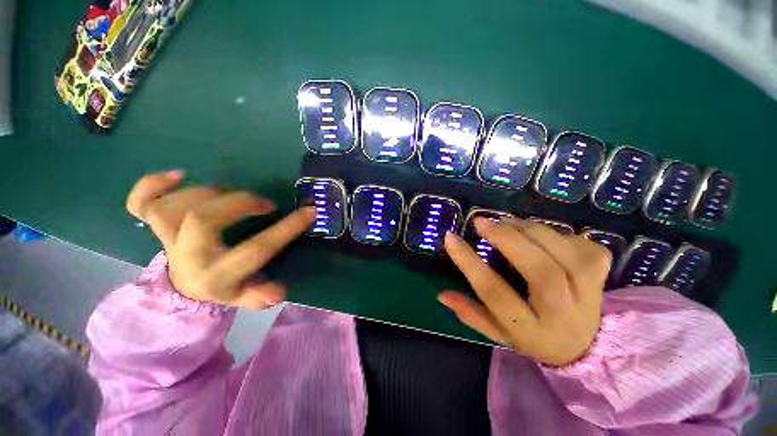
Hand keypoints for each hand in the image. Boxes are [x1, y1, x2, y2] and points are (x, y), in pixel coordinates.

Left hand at [126, 171, 315, 308]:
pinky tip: (178, 176)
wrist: (186, 285)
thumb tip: (280, 291)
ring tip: (230, 194)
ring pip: (171, 208)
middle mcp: (187, 259)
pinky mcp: (154, 229)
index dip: (286, 229)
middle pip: (202, 220)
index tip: (309, 212)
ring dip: (206, 193)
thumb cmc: (224, 285)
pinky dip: (152, 185)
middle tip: (264, 203)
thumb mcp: (246, 296)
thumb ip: (260, 295)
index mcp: (215, 278)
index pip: (256, 250)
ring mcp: (166, 242)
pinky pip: (139, 204)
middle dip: (240, 203)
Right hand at [440, 218, 610, 365]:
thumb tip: (442, 294)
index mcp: (531, 332)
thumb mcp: (498, 332)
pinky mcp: (603, 274)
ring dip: (528, 230)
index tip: (450, 238)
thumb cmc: (533, 337)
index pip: (496, 294)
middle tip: (482, 222)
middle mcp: (564, 315)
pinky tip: (538, 234)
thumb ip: (471, 313)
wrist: (585, 346)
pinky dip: (554, 232)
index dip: (470, 263)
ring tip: (506, 222)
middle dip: (507, 239)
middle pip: (540, 272)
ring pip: (563, 253)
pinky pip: (580, 243)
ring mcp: (591, 294)